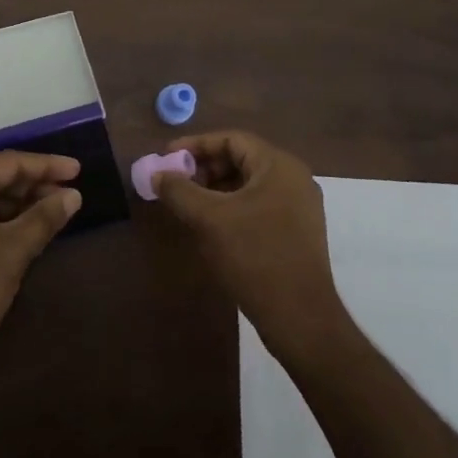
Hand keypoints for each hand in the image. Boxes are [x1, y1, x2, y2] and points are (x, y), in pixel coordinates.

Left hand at [0, 151, 81, 385]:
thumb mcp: (12, 251)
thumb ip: (43, 218)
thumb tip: (73, 195)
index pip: (9, 161)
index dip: (46, 164)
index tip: (79, 170)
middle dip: (35, 184)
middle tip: (71, 195)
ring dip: (22, 205)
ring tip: (55, 214)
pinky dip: (5, 222)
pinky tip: (28, 235)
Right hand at [152, 132, 346, 357]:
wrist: (300, 318)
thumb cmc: (254, 256)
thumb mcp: (209, 220)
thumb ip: (179, 191)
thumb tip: (157, 175)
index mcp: (279, 166)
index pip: (232, 139)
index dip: (196, 145)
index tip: (167, 157)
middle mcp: (294, 179)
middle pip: (242, 159)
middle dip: (205, 169)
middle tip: (176, 183)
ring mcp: (299, 207)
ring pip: (249, 185)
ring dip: (216, 190)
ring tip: (189, 206)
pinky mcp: (297, 232)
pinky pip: (259, 205)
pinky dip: (232, 208)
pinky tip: (212, 227)